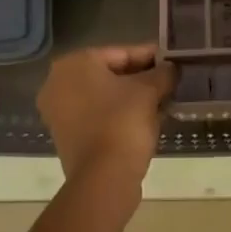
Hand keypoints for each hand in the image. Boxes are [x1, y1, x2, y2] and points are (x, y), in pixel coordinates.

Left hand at [36, 44, 174, 190]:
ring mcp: (59, 112)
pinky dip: (119, 114)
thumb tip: (171, 68)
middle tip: (169, 80)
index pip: (120, 53)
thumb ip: (162, 73)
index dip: (150, 56)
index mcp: (74, 64)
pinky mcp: (66, 137)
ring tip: (163, 99)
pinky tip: (147, 118)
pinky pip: (98, 116)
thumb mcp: (149, 91)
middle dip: (141, 78)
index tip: (172, 60)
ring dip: (132, 97)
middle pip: (110, 74)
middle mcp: (58, 83)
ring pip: (104, 96)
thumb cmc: (123, 122)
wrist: (104, 178)